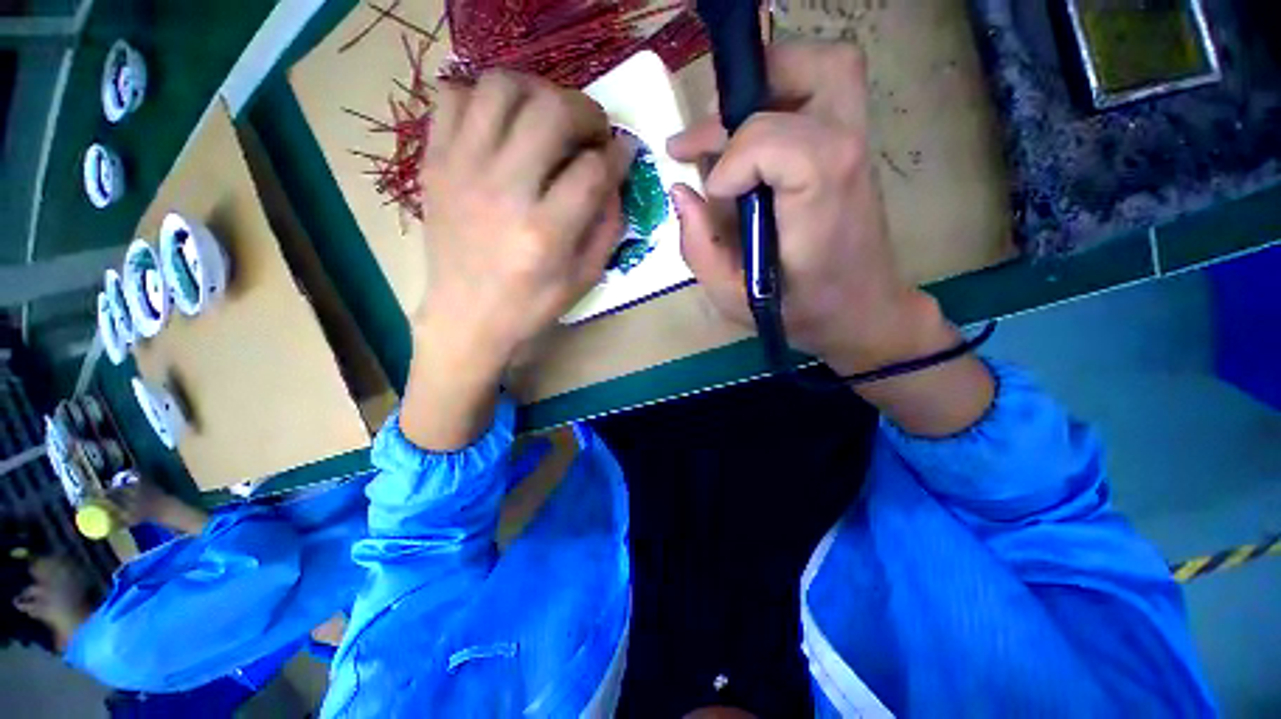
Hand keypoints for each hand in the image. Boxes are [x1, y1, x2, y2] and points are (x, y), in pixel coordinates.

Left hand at [403, 72, 628, 449]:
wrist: (467, 317)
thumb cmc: (532, 305)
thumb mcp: (586, 277)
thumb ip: (608, 224)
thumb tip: (616, 173)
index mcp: (545, 233)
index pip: (593, 169)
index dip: (617, 154)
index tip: (623, 152)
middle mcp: (502, 192)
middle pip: (550, 111)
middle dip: (585, 110)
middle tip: (591, 130)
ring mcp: (461, 171)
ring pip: (500, 87)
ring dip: (536, 91)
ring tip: (548, 117)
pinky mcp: (434, 163)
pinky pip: (452, 96)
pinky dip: (483, 97)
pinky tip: (502, 125)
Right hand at [668, 42, 938, 374]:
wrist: (860, 311)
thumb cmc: (798, 311)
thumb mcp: (733, 297)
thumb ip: (699, 248)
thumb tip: (680, 192)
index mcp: (820, 199)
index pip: (775, 140)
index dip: (732, 159)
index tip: (712, 196)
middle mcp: (847, 157)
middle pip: (815, 71)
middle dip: (749, 92)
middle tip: (708, 138)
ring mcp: (857, 145)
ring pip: (825, 67)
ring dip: (768, 83)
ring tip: (726, 130)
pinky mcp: (852, 147)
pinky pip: (824, 90)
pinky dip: (783, 96)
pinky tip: (752, 139)